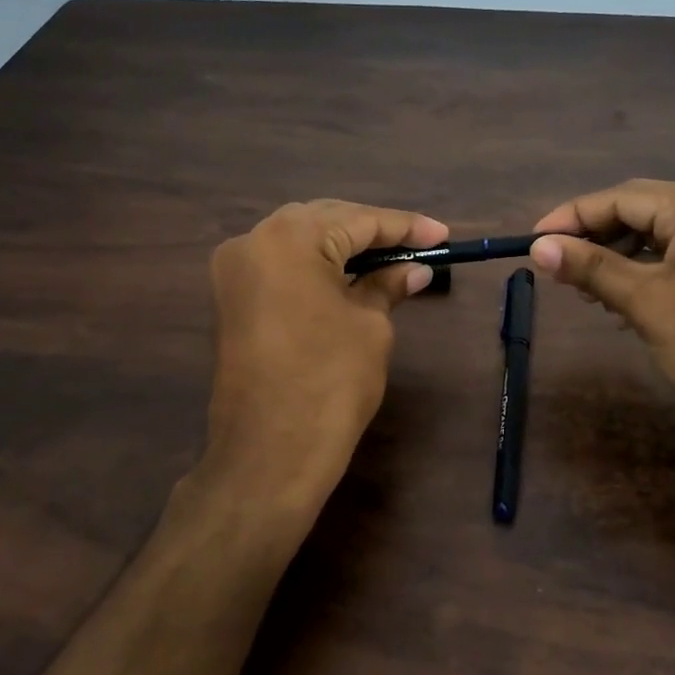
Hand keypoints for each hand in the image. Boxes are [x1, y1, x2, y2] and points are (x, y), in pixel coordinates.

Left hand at [205, 199, 447, 500]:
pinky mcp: (231, 299)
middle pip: (325, 221)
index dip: (406, 227)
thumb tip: (414, 269)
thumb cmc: (330, 383)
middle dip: (373, 231)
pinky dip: (317, 266)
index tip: (443, 235)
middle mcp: (252, 241)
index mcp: (289, 239)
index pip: (359, 220)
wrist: (270, 454)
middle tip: (419, 245)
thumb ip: (387, 285)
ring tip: (390, 257)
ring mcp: (234, 270)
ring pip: (300, 241)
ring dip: (344, 246)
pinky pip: (282, 266)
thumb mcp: (370, 327)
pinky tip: (350, 275)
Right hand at [529, 180, 674, 440]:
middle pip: (642, 210)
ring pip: (661, 232)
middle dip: (597, 238)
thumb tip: (539, 247)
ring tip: (589, 291)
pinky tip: (625, 295)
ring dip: (621, 256)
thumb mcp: (644, 303)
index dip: (573, 217)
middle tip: (558, 269)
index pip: (623, 198)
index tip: (533, 240)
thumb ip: (590, 267)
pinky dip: (650, 268)